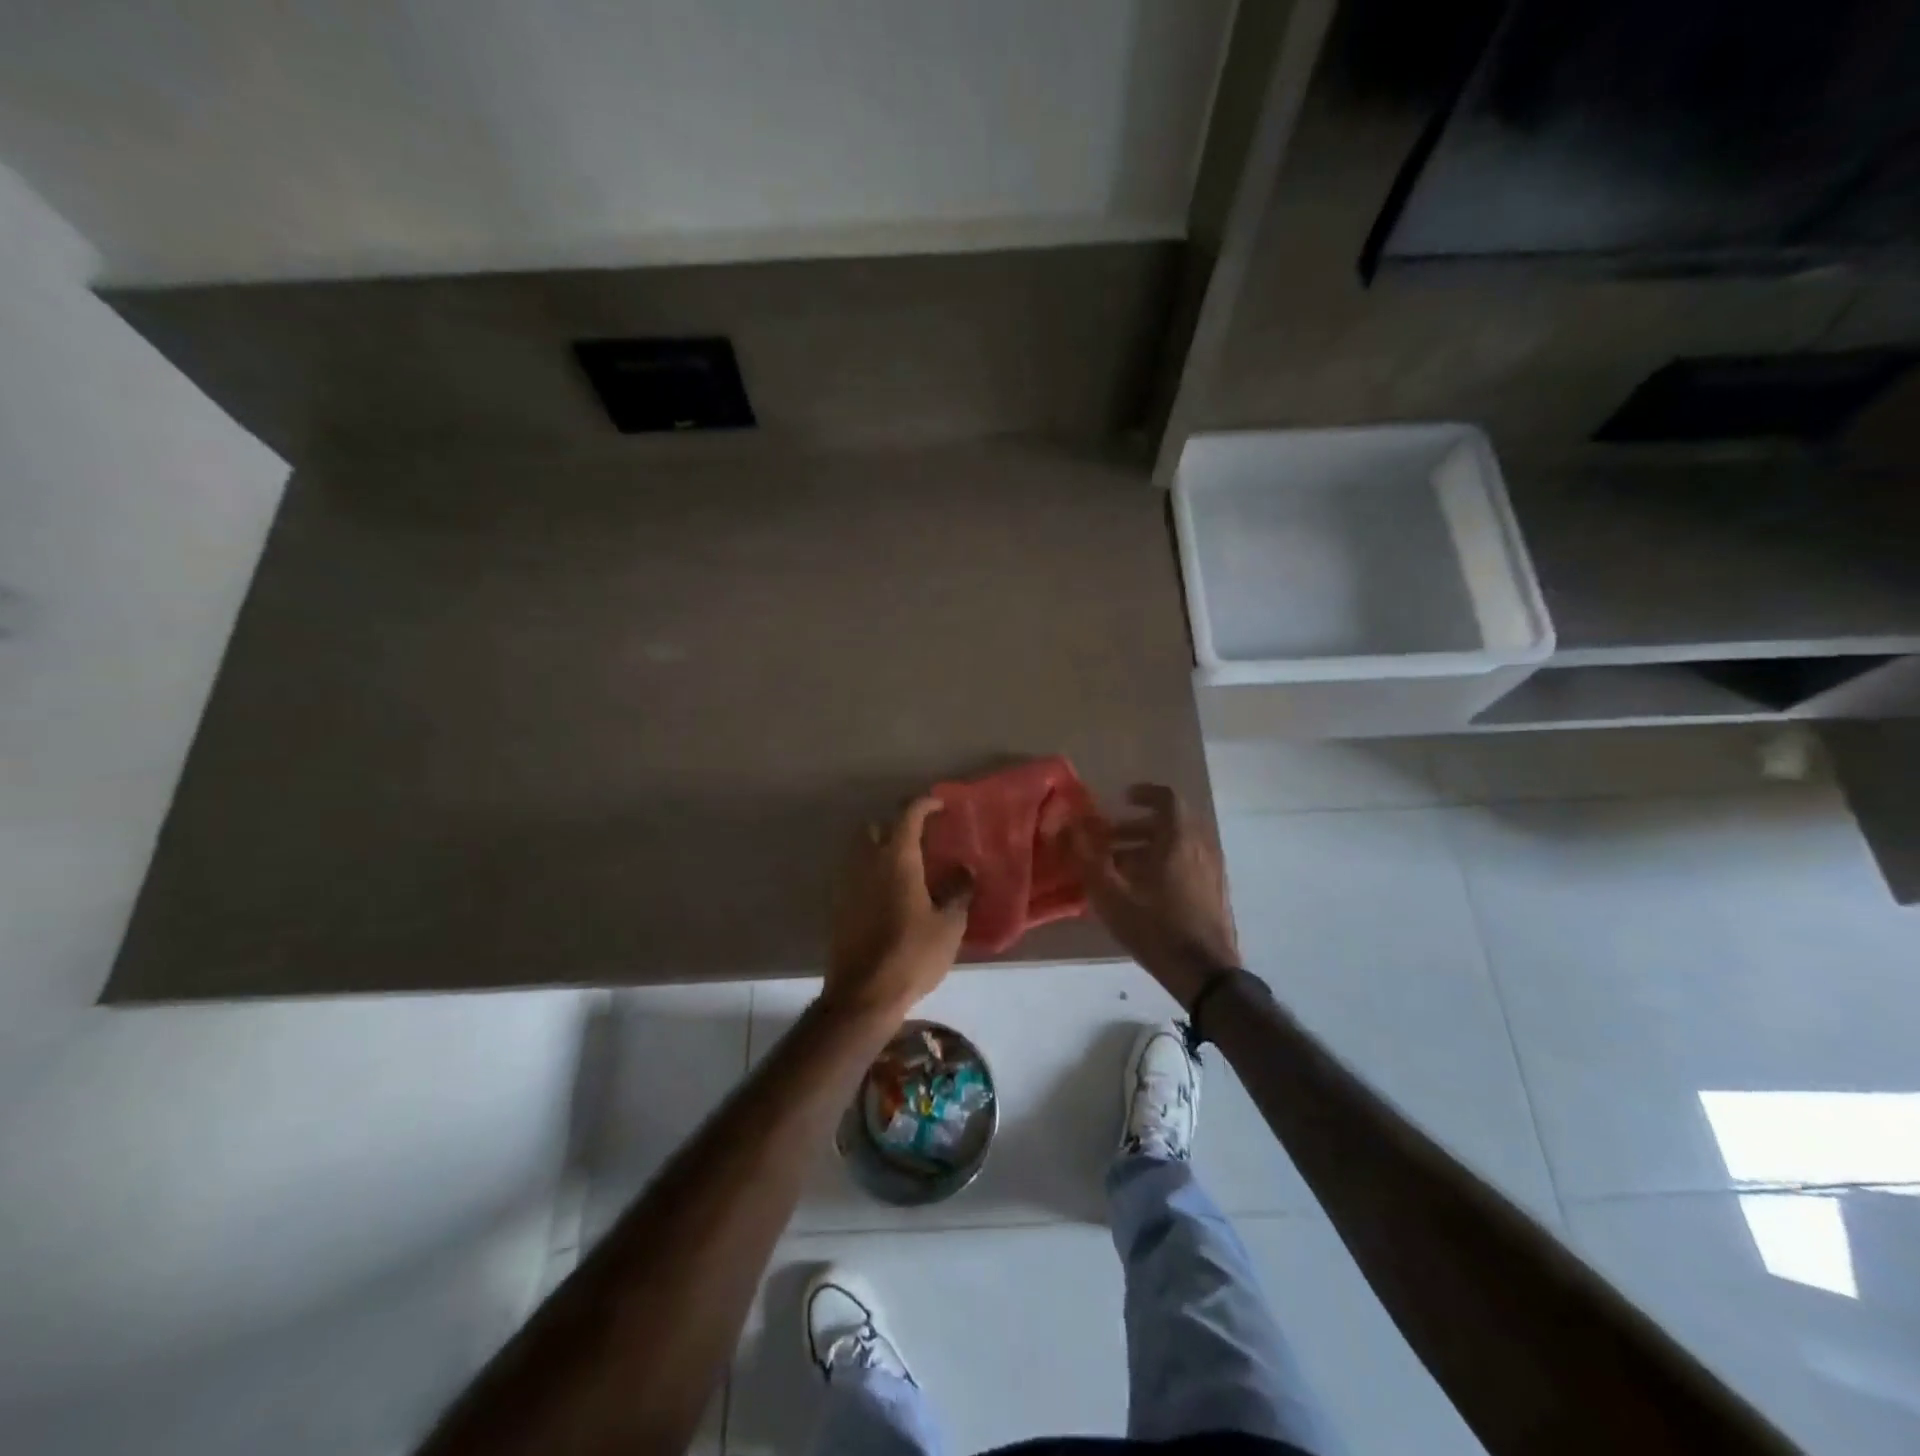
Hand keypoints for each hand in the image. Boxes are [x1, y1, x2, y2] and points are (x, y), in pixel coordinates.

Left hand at [824, 796, 972, 1023]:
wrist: (863, 994)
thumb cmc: (912, 954)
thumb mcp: (948, 924)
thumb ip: (957, 890)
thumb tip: (963, 869)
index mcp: (896, 858)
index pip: (908, 815)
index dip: (924, 804)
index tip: (940, 805)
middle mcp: (866, 862)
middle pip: (875, 827)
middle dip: (895, 825)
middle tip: (920, 839)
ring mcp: (847, 884)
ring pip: (860, 850)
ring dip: (880, 849)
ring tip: (906, 868)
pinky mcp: (838, 906)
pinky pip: (854, 875)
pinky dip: (870, 873)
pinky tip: (890, 895)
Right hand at [1071, 783, 1238, 1006]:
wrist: (1205, 974)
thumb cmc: (1155, 928)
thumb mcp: (1111, 894)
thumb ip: (1085, 856)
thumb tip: (1063, 826)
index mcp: (1179, 840)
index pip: (1167, 798)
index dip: (1143, 794)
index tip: (1121, 799)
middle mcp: (1200, 848)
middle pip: (1170, 823)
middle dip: (1136, 826)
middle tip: (1108, 838)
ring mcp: (1211, 871)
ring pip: (1177, 846)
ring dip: (1147, 848)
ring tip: (1117, 867)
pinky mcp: (1213, 893)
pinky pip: (1186, 864)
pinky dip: (1163, 864)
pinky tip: (1139, 891)